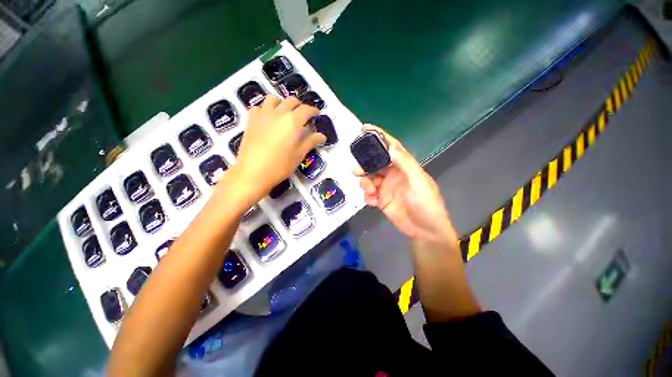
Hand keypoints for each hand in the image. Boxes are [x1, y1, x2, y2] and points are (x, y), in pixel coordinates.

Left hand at [229, 95, 325, 200]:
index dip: (313, 110)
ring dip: (282, 103)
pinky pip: (259, 107)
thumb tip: (322, 136)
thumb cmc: (280, 166)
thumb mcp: (299, 155)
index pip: (306, 109)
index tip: (316, 114)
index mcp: (293, 122)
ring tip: (284, 113)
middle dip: (299, 106)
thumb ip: (310, 142)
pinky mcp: (251, 120)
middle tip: (302, 116)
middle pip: (291, 101)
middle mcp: (278, 113)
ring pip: (273, 99)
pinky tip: (268, 119)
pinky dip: (265, 109)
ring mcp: (263, 115)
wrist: (252, 172)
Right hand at [355, 125, 457, 246]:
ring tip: (370, 192)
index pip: (390, 147)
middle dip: (364, 165)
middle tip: (356, 170)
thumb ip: (406, 164)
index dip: (379, 137)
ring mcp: (385, 187)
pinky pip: (369, 194)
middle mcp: (393, 174)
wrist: (425, 231)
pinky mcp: (381, 199)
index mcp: (404, 166)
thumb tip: (391, 147)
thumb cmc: (427, 204)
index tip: (364, 128)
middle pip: (374, 163)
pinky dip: (367, 196)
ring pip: (368, 178)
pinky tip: (373, 202)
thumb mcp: (419, 181)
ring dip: (365, 183)